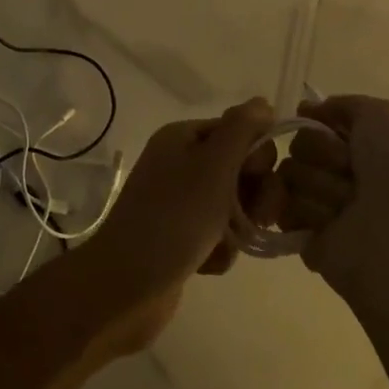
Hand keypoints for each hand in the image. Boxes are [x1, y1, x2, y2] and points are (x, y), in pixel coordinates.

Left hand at [77, 97, 277, 354]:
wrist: (126, 286)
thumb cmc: (174, 218)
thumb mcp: (214, 165)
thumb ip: (242, 130)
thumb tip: (263, 103)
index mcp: (183, 138)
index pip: (240, 132)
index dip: (257, 157)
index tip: (256, 181)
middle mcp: (179, 164)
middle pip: (241, 169)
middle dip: (254, 196)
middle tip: (253, 219)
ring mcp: (178, 202)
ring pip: (235, 206)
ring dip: (239, 227)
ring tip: (225, 246)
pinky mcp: (180, 238)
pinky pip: (218, 235)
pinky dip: (221, 250)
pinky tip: (208, 264)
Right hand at [278, 95, 388, 303]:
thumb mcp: (384, 116)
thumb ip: (343, 104)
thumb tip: (306, 109)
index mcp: (357, 146)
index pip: (313, 123)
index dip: (322, 126)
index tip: (340, 137)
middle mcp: (336, 173)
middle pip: (297, 145)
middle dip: (322, 156)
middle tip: (351, 175)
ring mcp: (317, 204)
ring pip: (287, 176)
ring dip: (319, 187)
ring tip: (347, 207)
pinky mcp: (301, 234)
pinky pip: (280, 208)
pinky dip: (305, 213)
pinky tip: (329, 224)